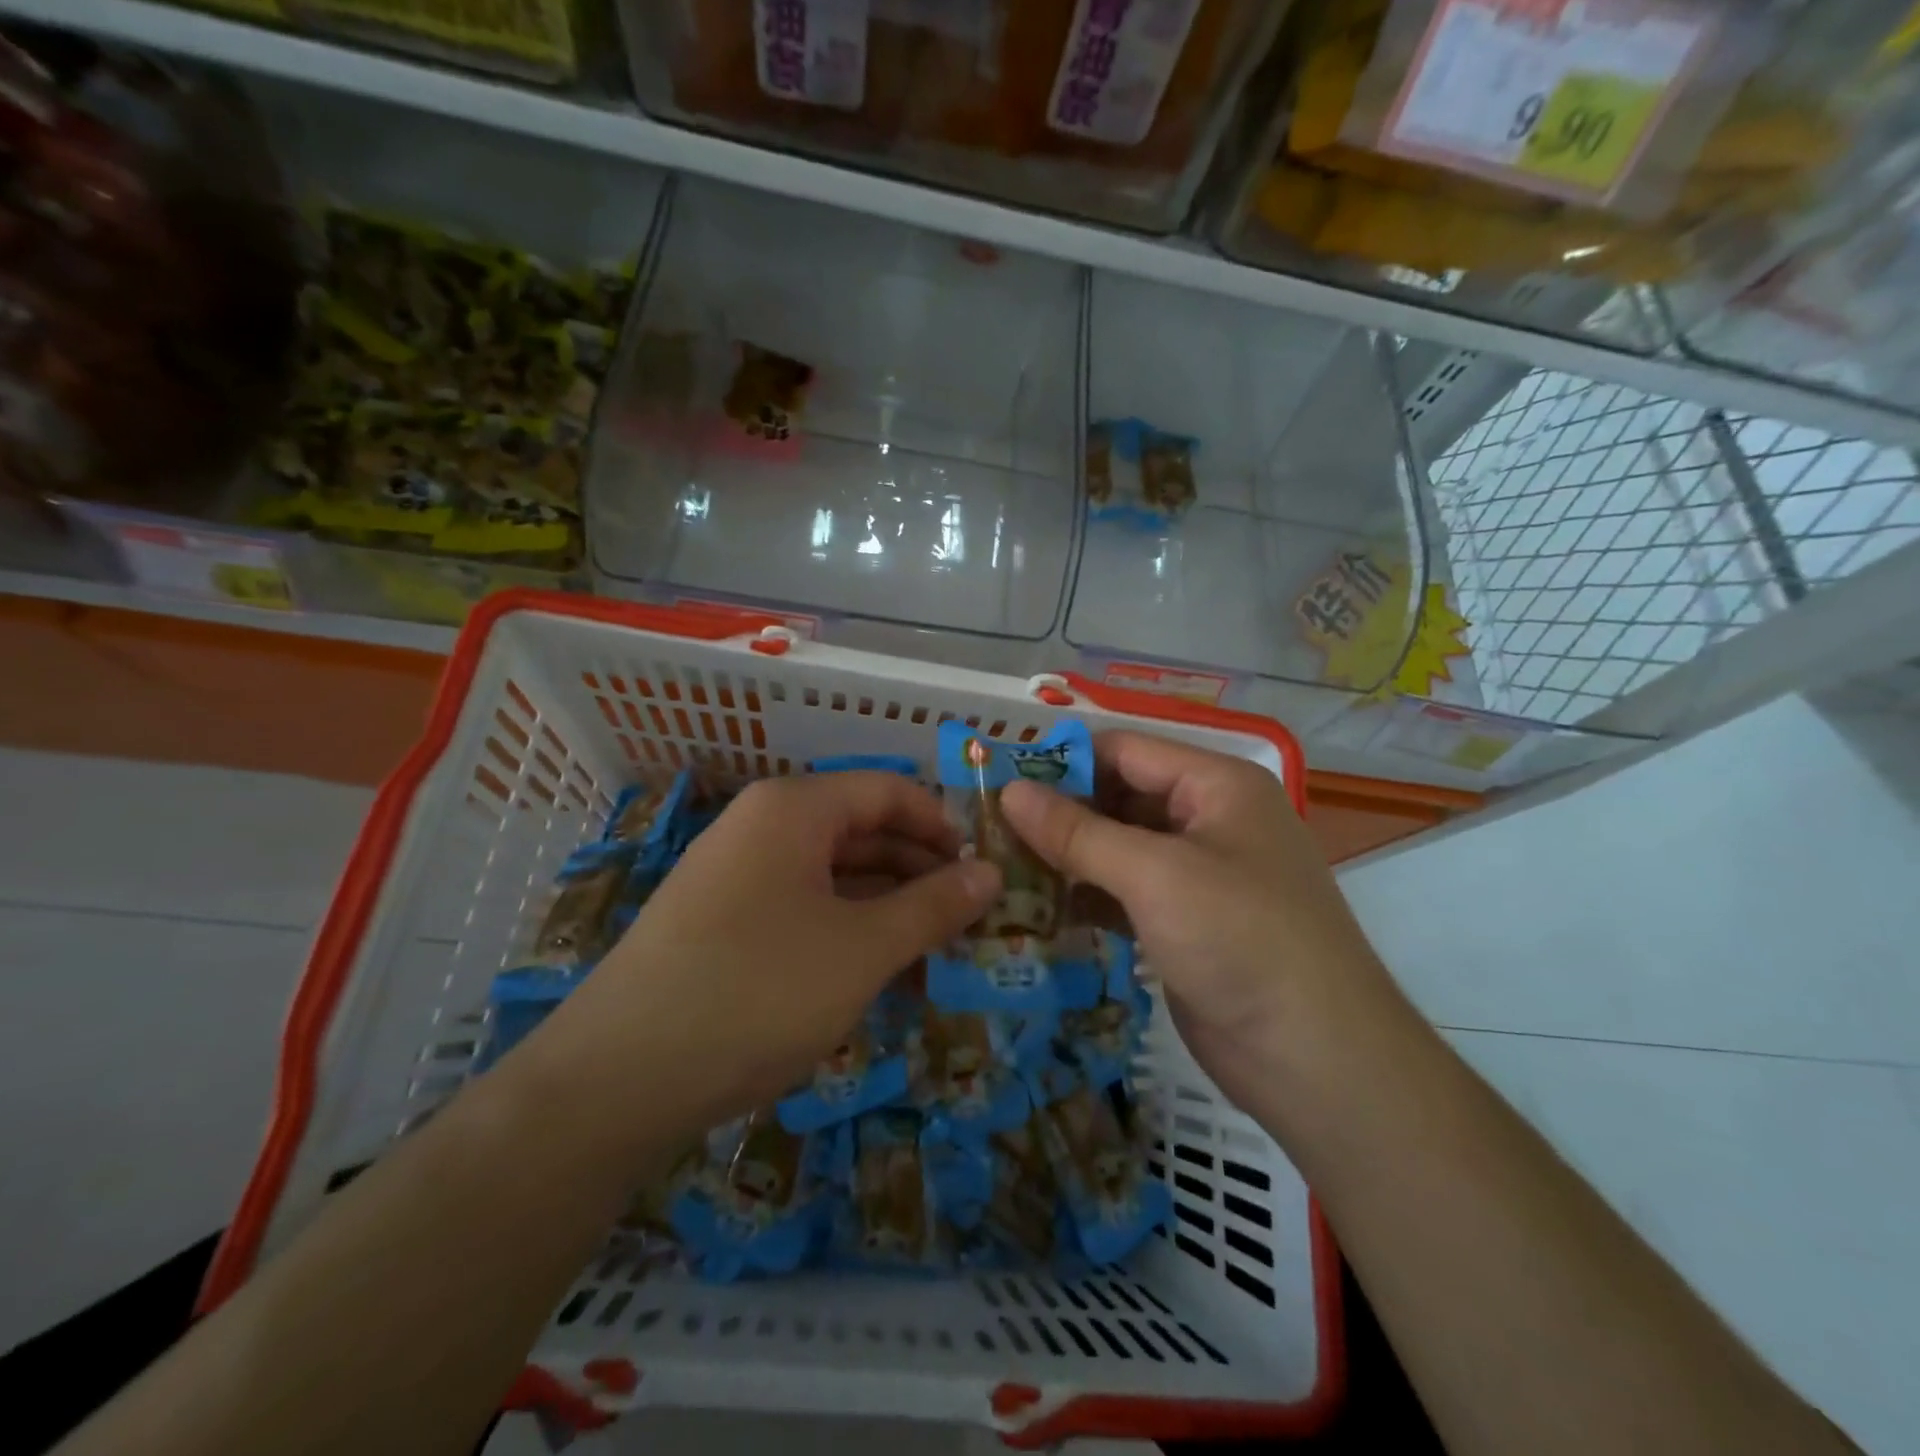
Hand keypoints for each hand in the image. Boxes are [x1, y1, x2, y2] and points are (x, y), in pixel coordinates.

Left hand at [515, 772, 1001, 1132]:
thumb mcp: (862, 949)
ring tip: (936, 958)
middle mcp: (762, 828)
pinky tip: (879, 977)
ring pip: (834, 878)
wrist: (616, 1081)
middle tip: (971, 923)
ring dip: (888, 911)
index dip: (943, 826)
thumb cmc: (757, 992)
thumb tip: (990, 874)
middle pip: (862, 832)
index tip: (984, 871)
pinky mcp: (723, 925)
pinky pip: (803, 912)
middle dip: (920, 874)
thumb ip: (933, 906)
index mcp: (793, 810)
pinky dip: (847, 935)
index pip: (888, 791)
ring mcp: (737, 877)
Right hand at [1000, 731, 1397, 1108]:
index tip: (996, 780)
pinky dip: (1086, 895)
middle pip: (1119, 798)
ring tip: (999, 866)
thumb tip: (1009, 791)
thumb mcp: (1154, 875)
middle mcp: (1209, 820)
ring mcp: (1198, 874)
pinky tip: (1037, 908)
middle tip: (988, 829)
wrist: (1318, 1060)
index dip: (1061, 762)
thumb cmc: (1241, 940)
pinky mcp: (1185, 922)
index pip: (1125, 751)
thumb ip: (1077, 832)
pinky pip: (1125, 892)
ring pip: (1118, 848)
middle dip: (1059, 813)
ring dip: (1066, 857)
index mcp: (1216, 786)